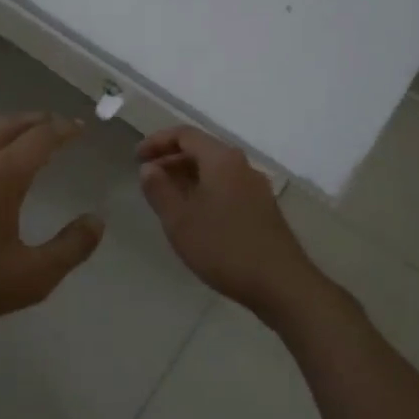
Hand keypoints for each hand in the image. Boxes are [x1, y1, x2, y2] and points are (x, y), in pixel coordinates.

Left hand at [0, 113, 105, 337]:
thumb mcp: (32, 276)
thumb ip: (71, 248)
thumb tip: (97, 221)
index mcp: (4, 174)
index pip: (42, 137)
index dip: (64, 129)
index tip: (79, 127)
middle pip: (10, 126)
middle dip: (36, 121)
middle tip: (54, 124)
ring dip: (3, 129)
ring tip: (16, 135)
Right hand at [137, 126, 319, 320]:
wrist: (281, 284)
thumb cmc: (224, 247)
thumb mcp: (180, 220)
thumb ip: (159, 189)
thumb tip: (149, 168)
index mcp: (221, 159)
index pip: (185, 135)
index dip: (157, 142)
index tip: (136, 158)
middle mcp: (241, 165)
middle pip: (201, 150)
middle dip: (170, 159)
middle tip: (147, 178)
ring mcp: (255, 187)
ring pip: (214, 170)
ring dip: (186, 177)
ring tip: (165, 198)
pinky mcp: (262, 209)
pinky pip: (226, 187)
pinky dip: (203, 191)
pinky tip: (193, 216)